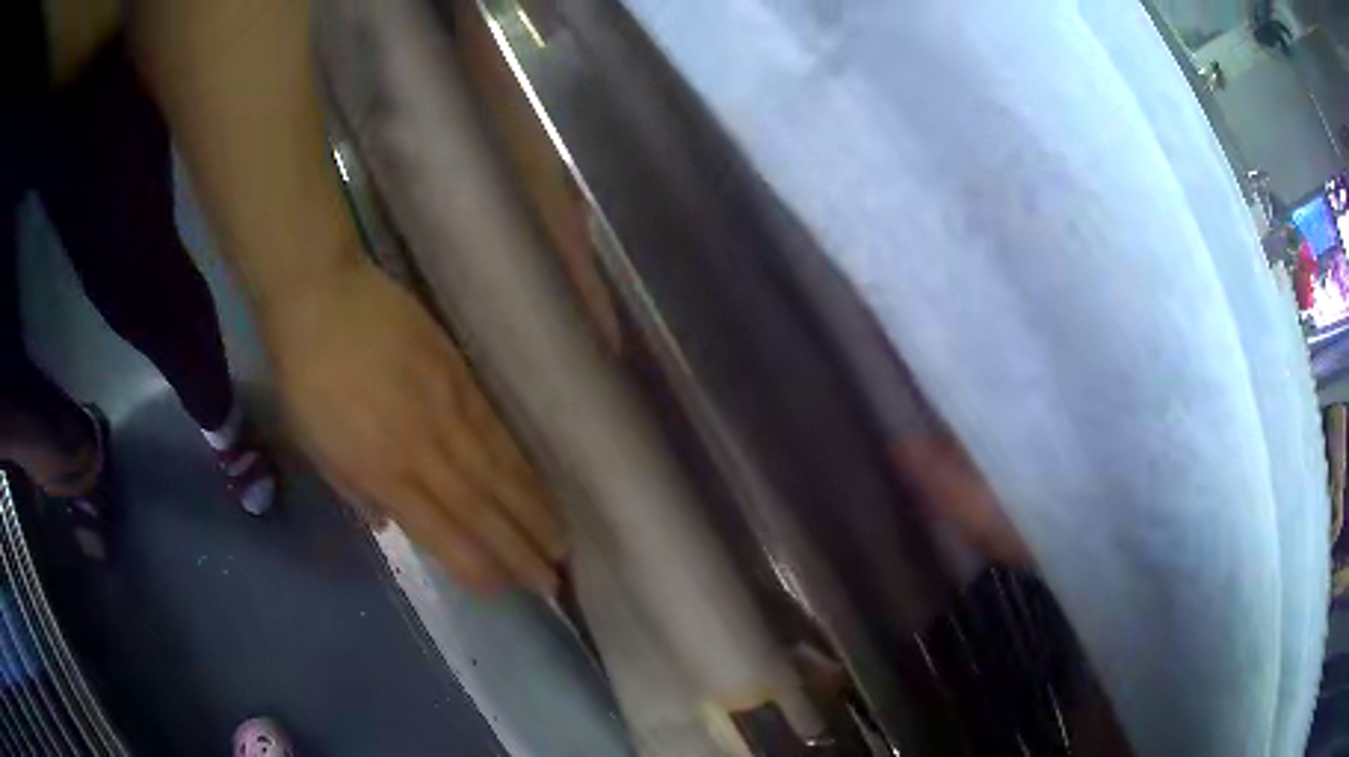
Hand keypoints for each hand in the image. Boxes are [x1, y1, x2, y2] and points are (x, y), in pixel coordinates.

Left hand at [263, 259, 565, 592]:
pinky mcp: (461, 376)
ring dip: (533, 510)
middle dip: (520, 548)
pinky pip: (498, 429)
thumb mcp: (314, 444)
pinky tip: (540, 481)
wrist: (322, 297)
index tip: (506, 589)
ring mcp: (449, 409)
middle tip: (553, 579)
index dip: (476, 564)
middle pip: (482, 508)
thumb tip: (390, 523)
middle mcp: (424, 448)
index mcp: (382, 470)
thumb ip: (354, 489)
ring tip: (561, 539)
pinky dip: (522, 462)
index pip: (442, 531)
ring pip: (499, 471)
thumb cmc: (305, 376)